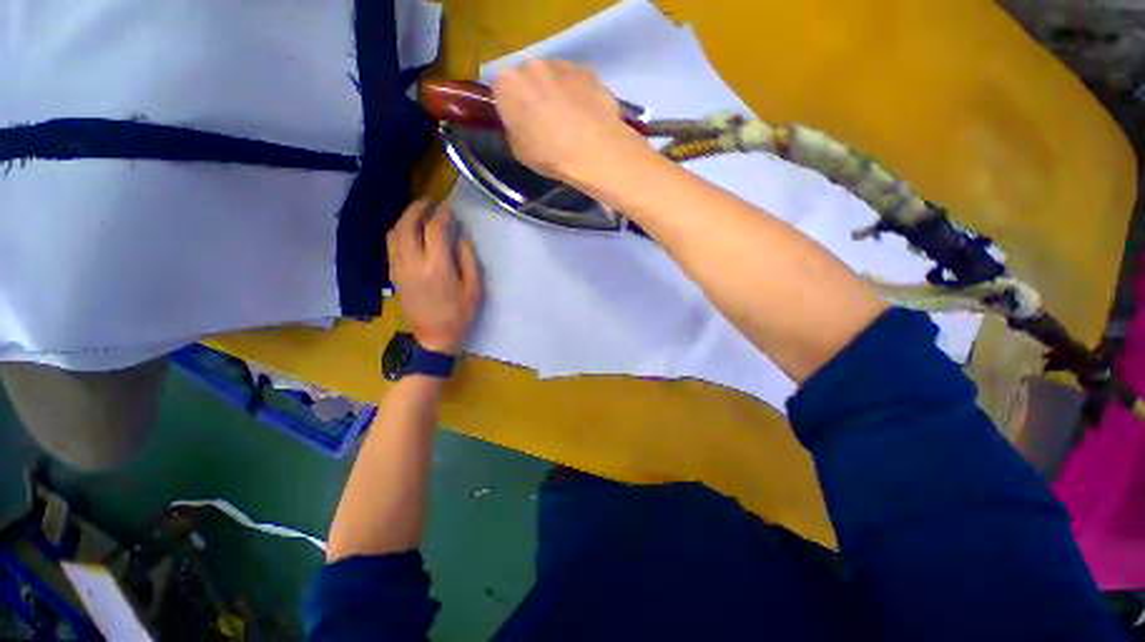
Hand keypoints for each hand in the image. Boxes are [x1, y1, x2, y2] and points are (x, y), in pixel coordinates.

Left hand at [387, 200, 483, 354]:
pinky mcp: (393, 276)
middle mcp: (413, 264)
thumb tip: (460, 236)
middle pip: (407, 225)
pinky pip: (391, 246)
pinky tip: (409, 232)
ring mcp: (399, 269)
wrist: (434, 338)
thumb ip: (468, 259)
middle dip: (418, 208)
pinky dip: (399, 232)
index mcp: (437, 268)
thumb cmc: (460, 315)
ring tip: (419, 213)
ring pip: (394, 233)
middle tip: (430, 202)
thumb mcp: (475, 289)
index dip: (442, 214)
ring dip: (405, 218)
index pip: (435, 230)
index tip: (450, 208)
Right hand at [492, 60, 646, 186]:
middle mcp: (533, 65)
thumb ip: (514, 130)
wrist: (595, 152)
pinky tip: (587, 118)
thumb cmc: (550, 155)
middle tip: (545, 122)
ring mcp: (563, 64)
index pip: (501, 90)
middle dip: (534, 95)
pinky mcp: (589, 71)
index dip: (511, 108)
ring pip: (554, 77)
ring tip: (570, 122)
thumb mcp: (519, 152)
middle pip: (528, 79)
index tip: (521, 124)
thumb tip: (521, 125)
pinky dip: (579, 95)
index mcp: (508, 83)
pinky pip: (578, 82)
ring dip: (557, 93)